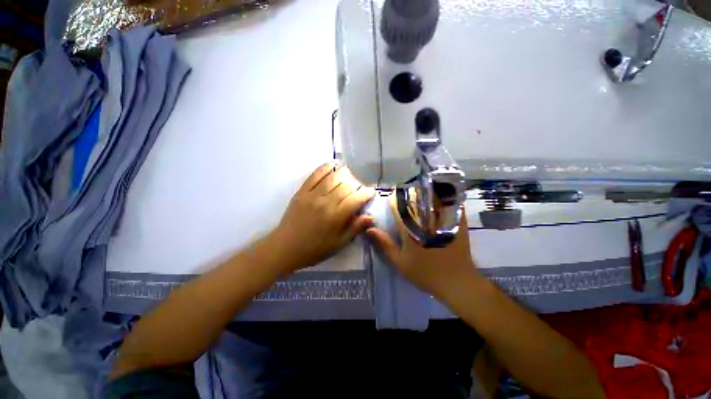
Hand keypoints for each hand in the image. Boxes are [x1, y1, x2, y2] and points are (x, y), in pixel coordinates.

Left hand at [269, 161, 374, 273]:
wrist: (286, 247)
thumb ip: (355, 228)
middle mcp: (326, 202)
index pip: (357, 198)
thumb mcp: (338, 243)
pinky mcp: (302, 191)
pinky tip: (333, 164)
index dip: (367, 193)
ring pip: (333, 177)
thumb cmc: (315, 249)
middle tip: (359, 189)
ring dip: (344, 173)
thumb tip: (371, 216)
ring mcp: (313, 195)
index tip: (371, 193)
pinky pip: (315, 175)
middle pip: (347, 185)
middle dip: (357, 184)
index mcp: (336, 216)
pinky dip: (326, 167)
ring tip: (349, 176)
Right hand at [366, 195, 475, 297]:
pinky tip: (441, 196)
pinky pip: (450, 203)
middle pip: (415, 196)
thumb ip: (384, 244)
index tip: (391, 200)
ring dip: (425, 192)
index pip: (398, 206)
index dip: (392, 200)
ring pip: (432, 196)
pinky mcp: (457, 222)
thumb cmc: (425, 273)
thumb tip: (369, 229)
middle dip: (409, 193)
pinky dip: (444, 197)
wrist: (457, 283)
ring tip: (421, 192)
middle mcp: (425, 219)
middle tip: (405, 194)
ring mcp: (442, 219)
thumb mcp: (400, 262)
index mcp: (410, 228)